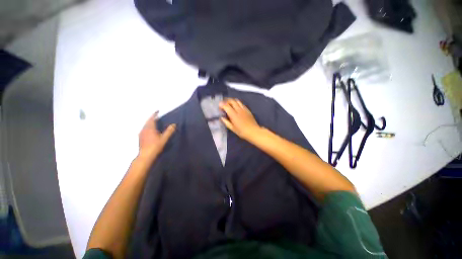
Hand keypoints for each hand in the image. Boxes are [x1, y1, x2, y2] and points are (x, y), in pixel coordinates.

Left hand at [138, 111, 175, 159]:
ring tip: (154, 122)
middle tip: (156, 116)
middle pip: (148, 121)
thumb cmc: (155, 146)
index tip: (157, 111)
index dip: (154, 114)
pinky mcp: (140, 138)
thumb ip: (169, 131)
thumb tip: (174, 124)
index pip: (152, 119)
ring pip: (145, 125)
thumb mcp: (164, 139)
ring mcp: (141, 134)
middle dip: (152, 118)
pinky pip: (144, 129)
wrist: (146, 155)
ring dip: (149, 122)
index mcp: (150, 128)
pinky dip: (147, 127)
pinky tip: (150, 130)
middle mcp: (144, 129)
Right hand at [219, 98, 260, 139]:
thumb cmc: (242, 132)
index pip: (226, 106)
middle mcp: (238, 110)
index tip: (219, 106)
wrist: (253, 131)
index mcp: (234, 115)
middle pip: (231, 101)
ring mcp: (244, 109)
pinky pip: (241, 104)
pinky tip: (236, 106)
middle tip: (223, 104)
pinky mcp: (248, 110)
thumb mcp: (232, 129)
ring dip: (232, 101)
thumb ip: (226, 122)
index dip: (221, 105)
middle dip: (226, 101)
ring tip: (229, 104)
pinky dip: (237, 103)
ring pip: (237, 101)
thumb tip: (221, 118)